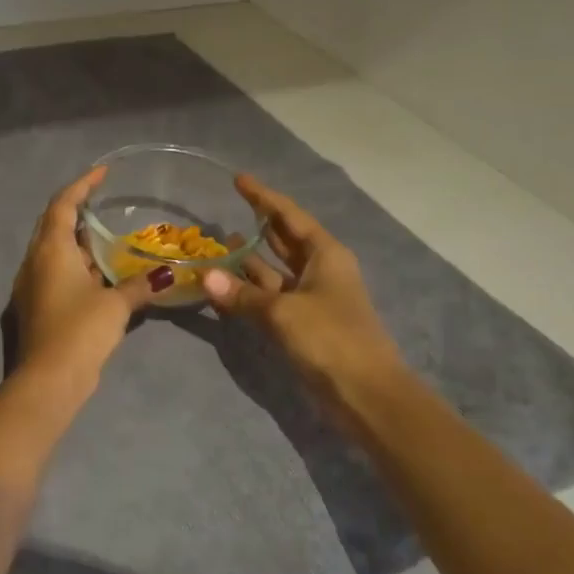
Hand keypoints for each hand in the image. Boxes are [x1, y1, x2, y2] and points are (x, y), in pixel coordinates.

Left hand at [11, 165, 163, 383]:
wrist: (48, 380)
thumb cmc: (80, 331)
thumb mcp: (116, 305)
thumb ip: (140, 285)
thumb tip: (167, 274)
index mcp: (50, 250)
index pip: (63, 204)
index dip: (82, 185)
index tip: (102, 173)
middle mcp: (35, 261)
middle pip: (53, 224)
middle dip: (77, 211)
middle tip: (104, 204)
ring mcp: (32, 284)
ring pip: (54, 250)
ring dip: (78, 242)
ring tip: (108, 239)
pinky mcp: (36, 305)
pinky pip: (55, 272)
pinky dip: (76, 265)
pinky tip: (99, 275)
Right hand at [201, 175, 403, 400]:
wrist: (366, 394)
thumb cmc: (331, 339)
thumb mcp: (283, 312)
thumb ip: (243, 294)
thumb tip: (207, 278)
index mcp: (325, 255)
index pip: (289, 216)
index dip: (263, 197)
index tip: (238, 180)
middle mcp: (319, 271)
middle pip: (284, 240)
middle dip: (258, 226)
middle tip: (227, 210)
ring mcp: (311, 299)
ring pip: (274, 272)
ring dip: (249, 262)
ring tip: (218, 247)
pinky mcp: (303, 325)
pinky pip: (271, 300)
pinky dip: (249, 293)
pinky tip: (225, 290)